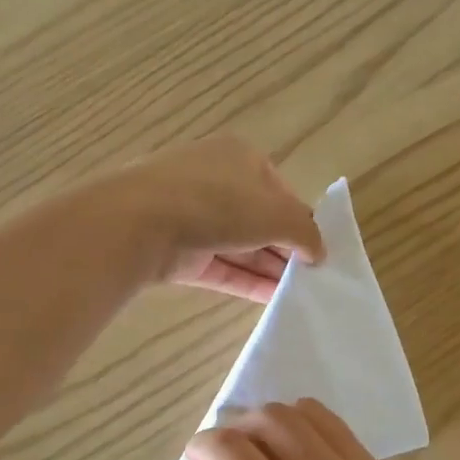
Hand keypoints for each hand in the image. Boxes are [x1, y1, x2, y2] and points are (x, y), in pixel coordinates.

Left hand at [109, 137, 323, 301]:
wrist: (139, 222)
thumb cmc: (218, 202)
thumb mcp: (277, 213)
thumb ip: (306, 232)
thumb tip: (319, 251)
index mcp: (241, 157)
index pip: (281, 191)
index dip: (300, 220)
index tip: (317, 250)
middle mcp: (217, 182)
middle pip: (260, 220)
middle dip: (285, 249)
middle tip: (311, 278)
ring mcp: (193, 217)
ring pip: (240, 246)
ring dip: (268, 269)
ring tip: (298, 294)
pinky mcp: (179, 250)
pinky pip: (221, 267)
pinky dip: (245, 282)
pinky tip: (271, 301)